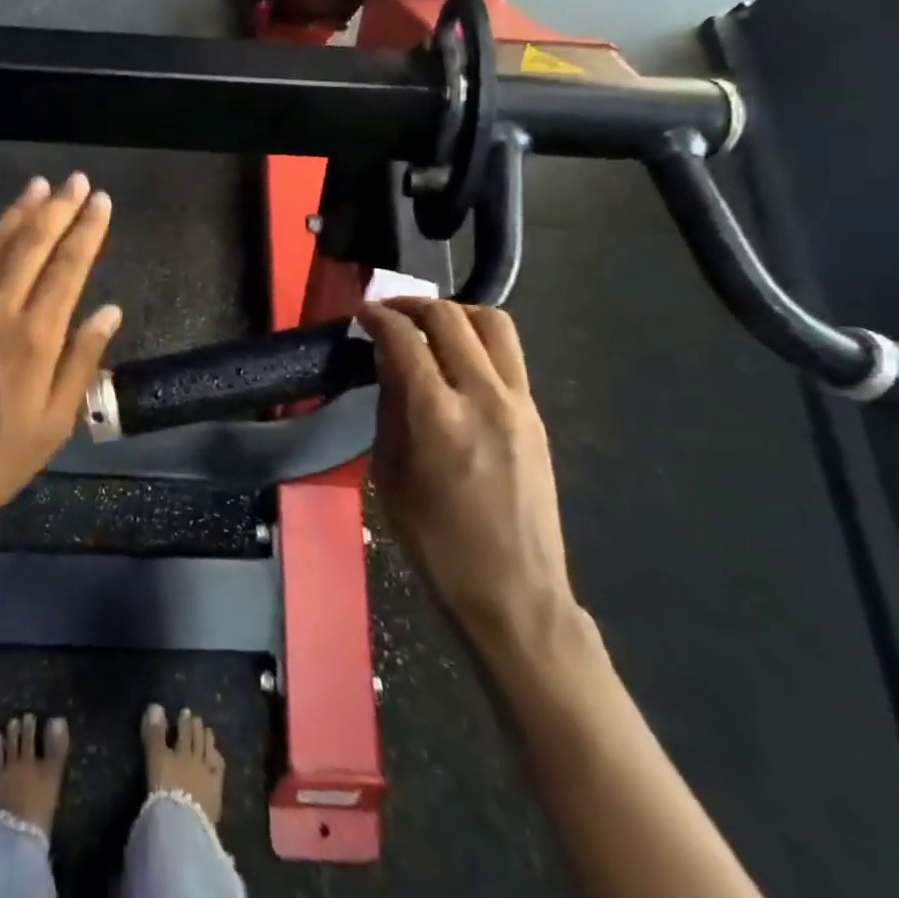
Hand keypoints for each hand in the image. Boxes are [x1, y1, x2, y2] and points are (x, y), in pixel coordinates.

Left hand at [0, 174, 121, 540]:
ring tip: (37, 187)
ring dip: (16, 213)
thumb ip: (82, 361)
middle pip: (31, 244)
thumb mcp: (54, 424)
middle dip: (57, 208)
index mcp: (34, 336)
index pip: (68, 267)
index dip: (88, 230)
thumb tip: (109, 310)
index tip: (101, 201)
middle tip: (75, 181)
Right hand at [356, 298, 576, 655]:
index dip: (378, 316)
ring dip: (455, 312)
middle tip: (389, 313)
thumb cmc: (435, 543)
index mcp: (437, 416)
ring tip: (429, 325)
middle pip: (449, 317)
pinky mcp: (537, 415)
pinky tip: (458, 358)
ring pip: (492, 323)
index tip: (362, 312)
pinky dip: (478, 339)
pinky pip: (509, 354)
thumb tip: (387, 365)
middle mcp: (483, 396)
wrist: (514, 592)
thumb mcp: (390, 475)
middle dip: (413, 305)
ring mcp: (519, 403)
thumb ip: (390, 410)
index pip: (404, 338)